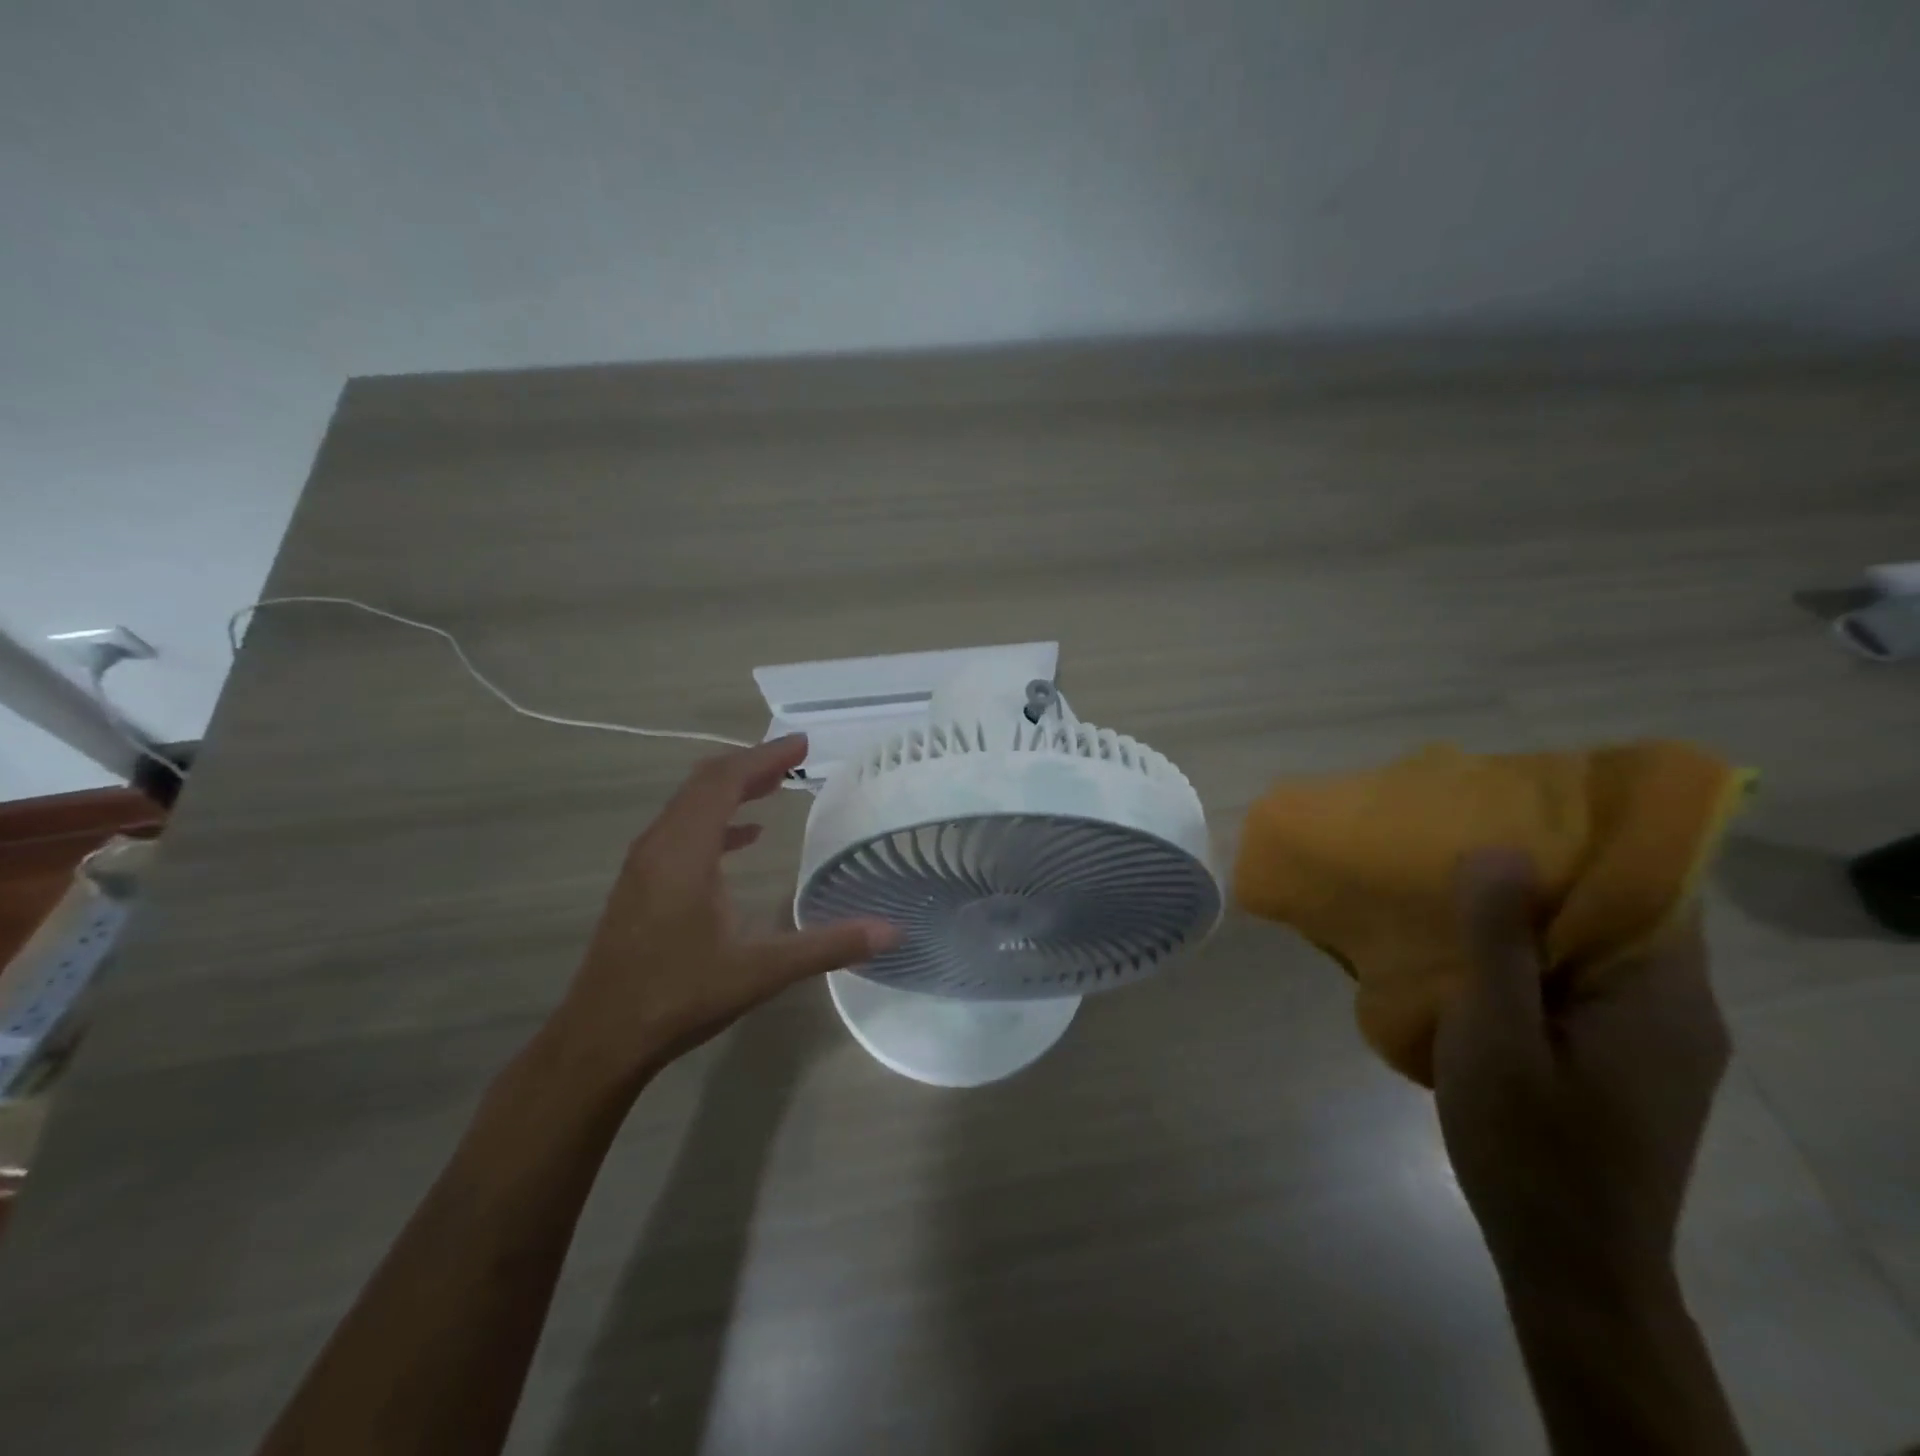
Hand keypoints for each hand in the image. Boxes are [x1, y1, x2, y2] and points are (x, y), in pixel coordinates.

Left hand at [544, 735, 899, 1088]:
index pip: (724, 782)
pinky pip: (682, 831)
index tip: (802, 743)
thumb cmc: (679, 996)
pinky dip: (716, 821)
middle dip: (752, 765)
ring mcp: (645, 864)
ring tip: (775, 785)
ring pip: (690, 805)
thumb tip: (891, 931)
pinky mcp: (641, 884)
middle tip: (795, 757)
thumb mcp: (761, 971)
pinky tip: (746, 838)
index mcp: (684, 852)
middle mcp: (659, 845)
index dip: (764, 757)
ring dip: (732, 789)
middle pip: (705, 783)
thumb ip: (827, 946)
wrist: (600, 1039)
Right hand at [1434, 848, 1729, 1295]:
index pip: (1654, 885)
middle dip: (1547, 871)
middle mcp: (1676, 1009)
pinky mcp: (1622, 1061)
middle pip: (1622, 912)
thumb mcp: (1497, 1035)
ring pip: (1596, 948)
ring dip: (1533, 916)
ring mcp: (1651, 1040)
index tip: (1517, 809)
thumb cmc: (1532, 1143)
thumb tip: (1498, 849)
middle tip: (1466, 842)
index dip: (1591, 840)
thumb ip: (1499, 943)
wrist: (1569, 1261)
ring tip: (1457, 890)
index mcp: (1663, 995)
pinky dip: (1532, 957)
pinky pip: (1580, 983)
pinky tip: (1474, 961)